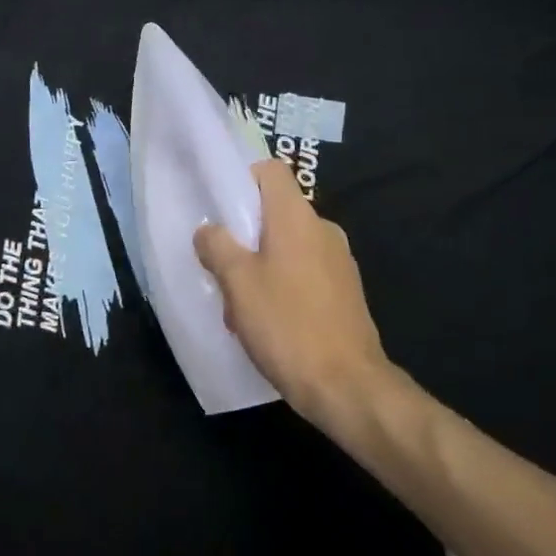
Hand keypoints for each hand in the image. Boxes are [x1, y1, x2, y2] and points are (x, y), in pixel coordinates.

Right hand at [194, 160, 400, 431]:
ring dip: (262, 263)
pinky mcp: (345, 290)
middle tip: (222, 265)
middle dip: (246, 233)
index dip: (243, 178)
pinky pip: (306, 270)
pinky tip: (269, 321)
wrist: (346, 385)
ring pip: (289, 244)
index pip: (271, 171)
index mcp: (297, 217)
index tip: (221, 207)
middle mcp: (323, 229)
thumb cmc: (286, 325)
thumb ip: (217, 247)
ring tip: (241, 303)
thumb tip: (209, 230)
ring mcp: (339, 260)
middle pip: (277, 210)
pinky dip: (284, 283)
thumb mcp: (238, 283)